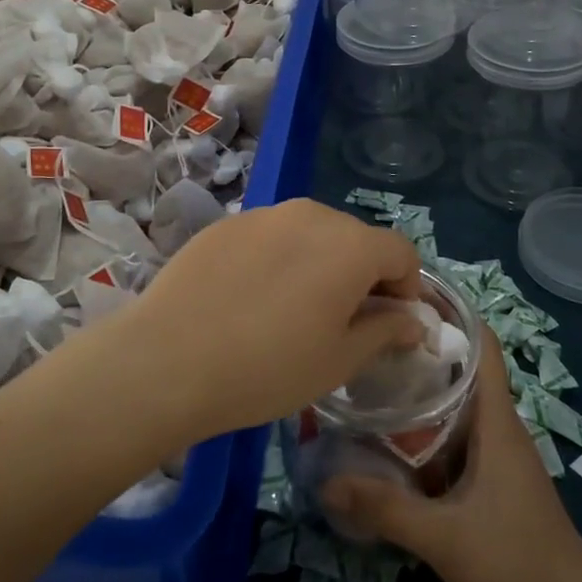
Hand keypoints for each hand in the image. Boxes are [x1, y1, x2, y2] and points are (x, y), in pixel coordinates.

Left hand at [121, 199, 425, 439]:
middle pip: (356, 238)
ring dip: (318, 264)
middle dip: (362, 275)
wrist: (169, 358)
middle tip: (342, 322)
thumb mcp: (339, 360)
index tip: (389, 324)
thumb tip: (412, 320)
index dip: (406, 288)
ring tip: (293, 310)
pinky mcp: (227, 223)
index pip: (401, 252)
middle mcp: (312, 214)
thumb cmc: (269, 367)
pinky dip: (277, 260)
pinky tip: (250, 299)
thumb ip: (384, 331)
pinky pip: (270, 236)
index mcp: (351, 245)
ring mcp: (265, 214)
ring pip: (311, 233)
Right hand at [321, 329, 581, 581]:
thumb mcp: (443, 537)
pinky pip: (455, 437)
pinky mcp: (491, 481)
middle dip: (420, 350)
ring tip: (371, 378)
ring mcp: (496, 455)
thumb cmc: (515, 561)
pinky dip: (426, 429)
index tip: (408, 296)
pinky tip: (392, 439)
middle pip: (461, 370)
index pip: (482, 345)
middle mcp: (497, 427)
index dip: (452, 314)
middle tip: (370, 338)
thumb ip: (385, 509)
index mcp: (495, 420)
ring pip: (456, 406)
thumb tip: (325, 482)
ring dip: (421, 392)